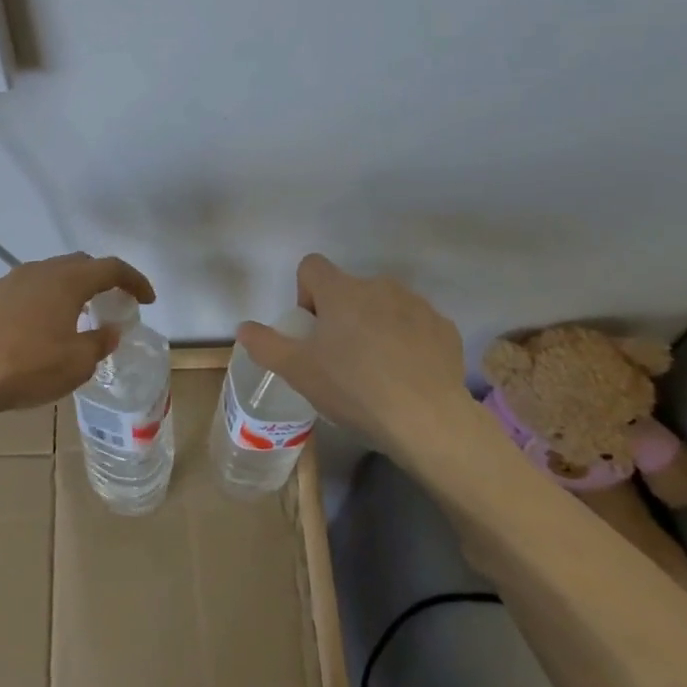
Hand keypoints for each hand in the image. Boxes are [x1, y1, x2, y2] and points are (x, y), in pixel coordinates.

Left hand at [0, 252, 154, 417]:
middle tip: (108, 303)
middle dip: (98, 280)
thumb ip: (99, 342)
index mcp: (67, 281)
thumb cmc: (29, 366)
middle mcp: (37, 271)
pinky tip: (29, 331)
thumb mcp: (77, 363)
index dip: (134, 281)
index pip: (111, 268)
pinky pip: (18, 294)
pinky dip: (34, 305)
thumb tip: (111, 330)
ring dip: (63, 291)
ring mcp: (6, 282)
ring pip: (44, 276)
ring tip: (69, 317)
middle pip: (77, 265)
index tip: (147, 299)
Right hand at [234, 253, 479, 458]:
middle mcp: (379, 286)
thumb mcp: (298, 371)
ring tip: (376, 371)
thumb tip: (243, 328)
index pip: (311, 267)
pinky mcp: (443, 328)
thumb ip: (265, 344)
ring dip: (375, 326)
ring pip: (384, 306)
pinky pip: (415, 326)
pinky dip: (408, 342)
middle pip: (349, 289)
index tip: (312, 330)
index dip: (305, 294)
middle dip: (341, 315)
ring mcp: (416, 305)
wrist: (427, 419)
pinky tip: (407, 376)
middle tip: (340, 359)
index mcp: (341, 290)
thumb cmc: (354, 388)